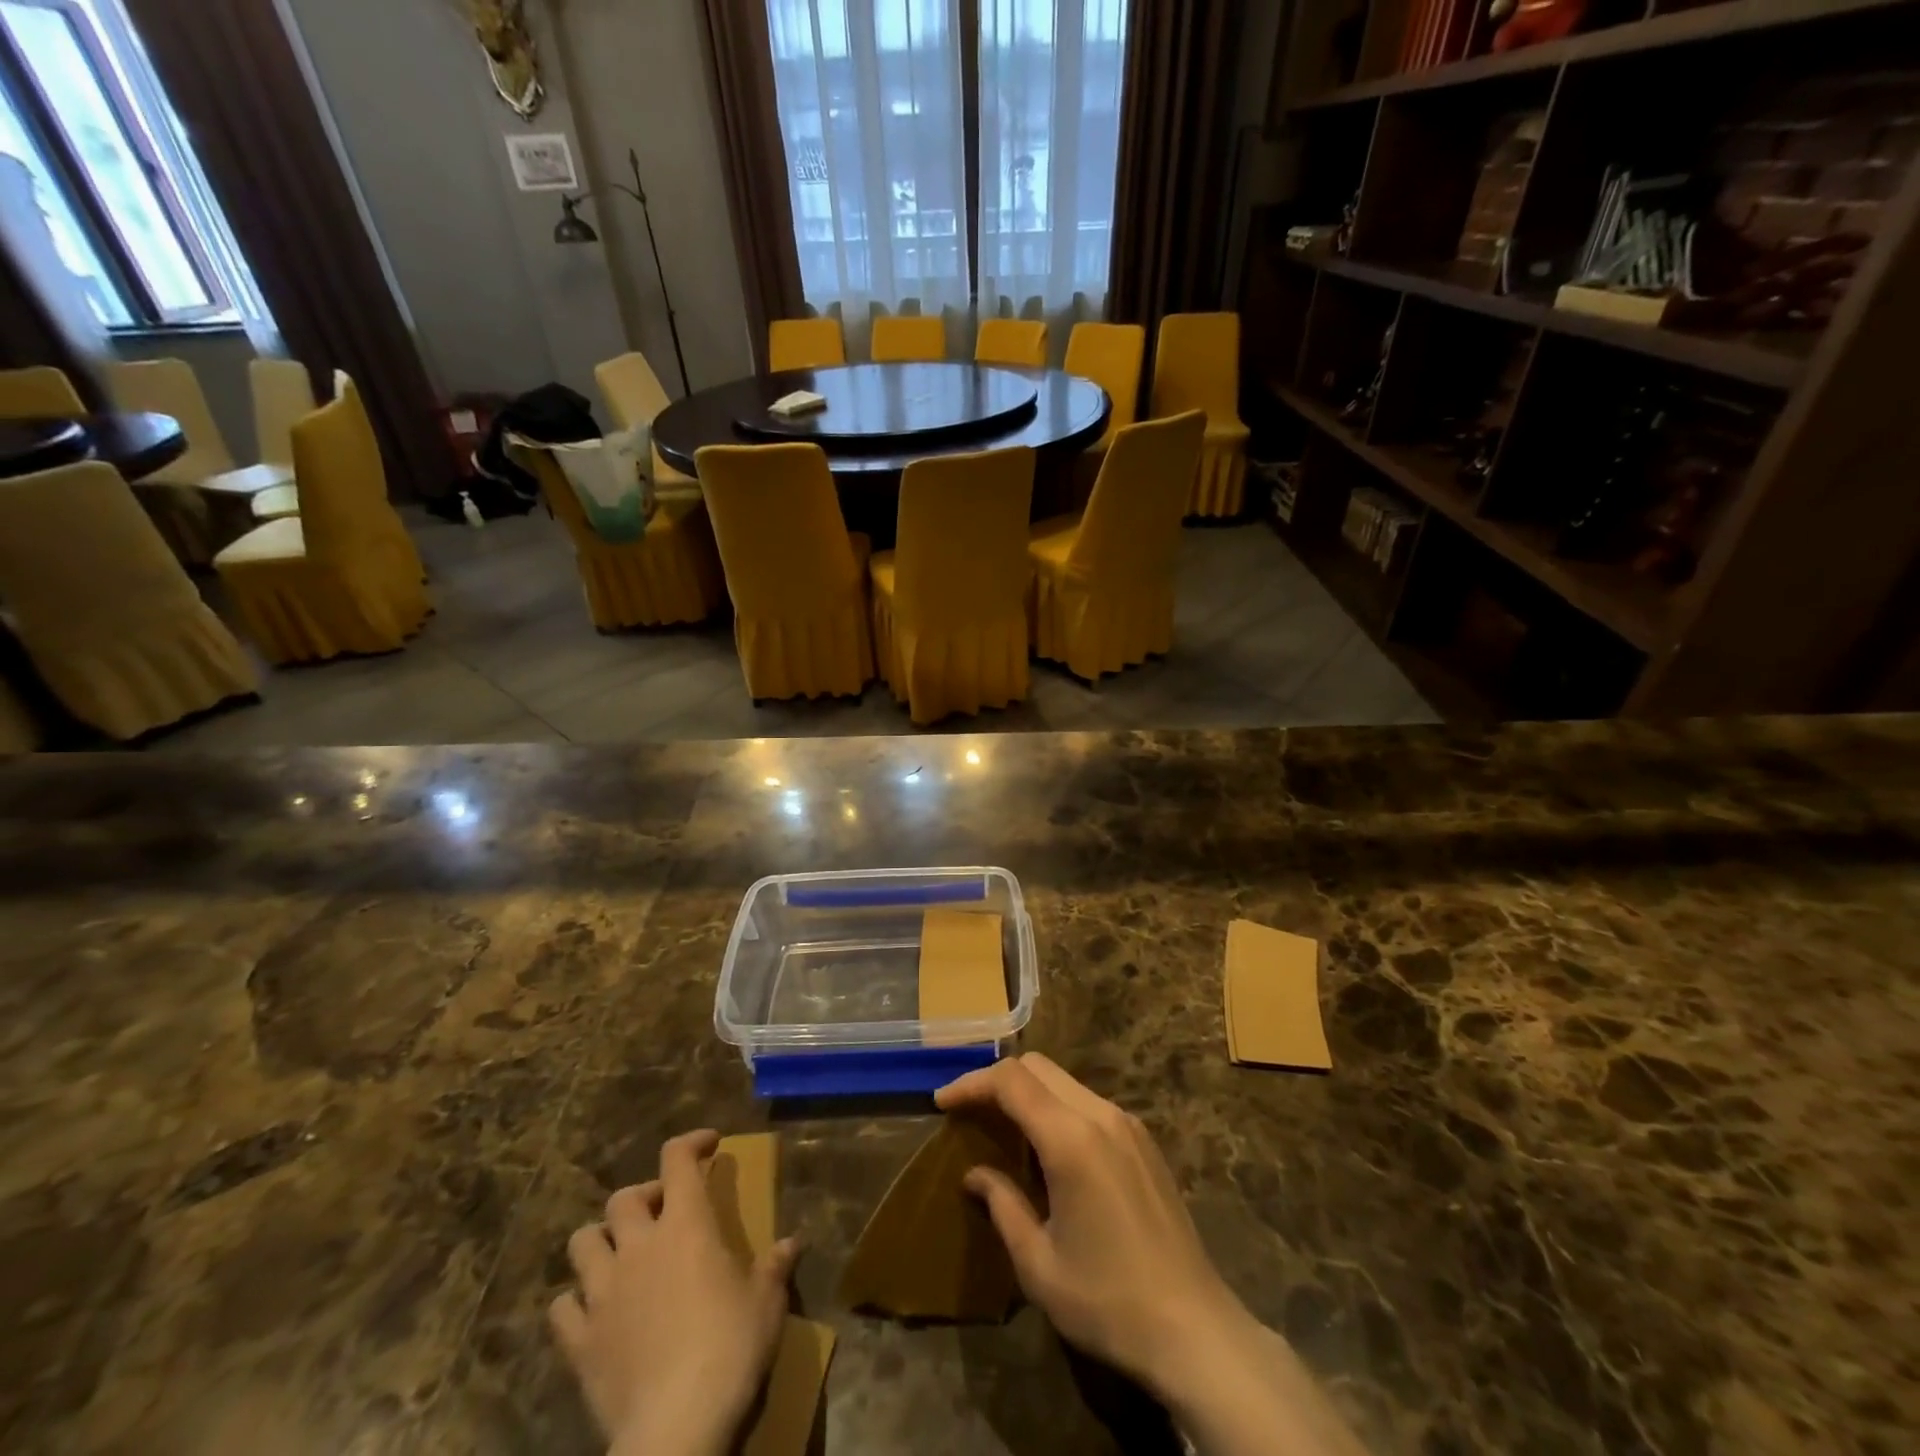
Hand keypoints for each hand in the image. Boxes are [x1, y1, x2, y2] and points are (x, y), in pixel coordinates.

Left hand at [549, 1129, 798, 1455]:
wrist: (675, 1429)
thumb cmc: (730, 1350)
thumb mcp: (767, 1304)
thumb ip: (775, 1267)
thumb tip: (793, 1243)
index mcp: (686, 1225)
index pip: (677, 1159)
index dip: (691, 1143)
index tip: (709, 1145)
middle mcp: (639, 1246)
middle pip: (623, 1197)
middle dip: (643, 1196)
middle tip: (663, 1212)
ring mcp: (603, 1293)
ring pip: (582, 1243)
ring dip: (601, 1240)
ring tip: (621, 1255)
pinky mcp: (579, 1341)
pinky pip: (561, 1308)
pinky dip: (574, 1303)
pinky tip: (593, 1314)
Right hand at [935, 1053, 1243, 1399]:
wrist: (1194, 1328)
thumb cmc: (1107, 1300)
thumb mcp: (1038, 1264)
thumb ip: (1003, 1205)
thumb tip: (975, 1174)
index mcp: (1070, 1139)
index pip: (1011, 1081)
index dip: (971, 1083)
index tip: (942, 1102)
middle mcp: (1100, 1115)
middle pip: (1038, 1067)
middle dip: (997, 1079)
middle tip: (969, 1110)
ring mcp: (1127, 1124)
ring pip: (1064, 1081)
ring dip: (1028, 1092)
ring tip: (1003, 1127)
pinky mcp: (1143, 1140)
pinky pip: (1088, 1102)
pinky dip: (1057, 1106)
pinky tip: (1048, 1147)